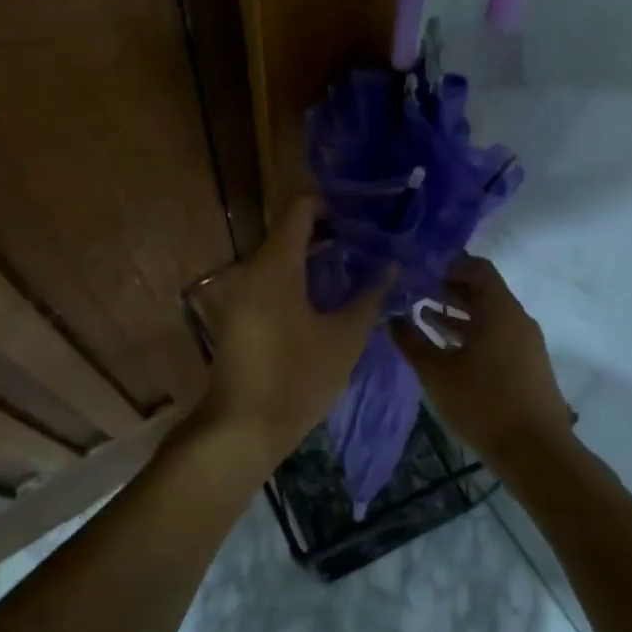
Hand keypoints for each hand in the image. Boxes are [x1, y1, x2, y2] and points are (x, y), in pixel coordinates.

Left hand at [200, 197, 388, 467]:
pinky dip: (302, 278)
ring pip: (283, 257)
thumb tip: (391, 267)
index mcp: (277, 264)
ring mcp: (243, 293)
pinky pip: (274, 281)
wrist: (240, 429)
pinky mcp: (242, 315)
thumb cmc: (296, 379)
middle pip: (292, 230)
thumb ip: (369, 298)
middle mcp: (254, 269)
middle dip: (332, 231)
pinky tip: (330, 298)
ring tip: (358, 267)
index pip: (301, 207)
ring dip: (318, 257)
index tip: (366, 214)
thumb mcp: (344, 339)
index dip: (334, 202)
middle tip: (371, 242)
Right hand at [391, 256, 571, 465]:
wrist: (535, 452)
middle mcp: (517, 318)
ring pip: (489, 315)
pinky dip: (472, 334)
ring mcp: (526, 342)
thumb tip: (392, 319)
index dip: (448, 266)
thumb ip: (411, 341)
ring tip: (424, 318)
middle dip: (448, 290)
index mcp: (499, 309)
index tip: (420, 273)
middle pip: (483, 290)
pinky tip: (447, 349)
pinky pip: (497, 335)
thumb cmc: (483, 403)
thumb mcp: (437, 372)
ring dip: (458, 314)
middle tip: (415, 294)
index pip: (477, 267)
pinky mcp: (527, 364)